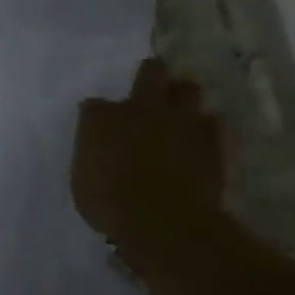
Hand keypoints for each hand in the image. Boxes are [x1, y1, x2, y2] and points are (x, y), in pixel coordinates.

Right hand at [71, 57, 225, 260]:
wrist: (164, 222)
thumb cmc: (110, 207)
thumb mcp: (83, 184)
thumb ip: (92, 160)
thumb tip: (100, 158)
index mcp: (99, 118)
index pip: (94, 105)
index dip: (99, 118)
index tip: (101, 132)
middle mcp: (138, 109)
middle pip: (150, 72)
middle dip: (151, 76)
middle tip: (150, 90)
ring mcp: (177, 121)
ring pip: (188, 89)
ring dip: (183, 98)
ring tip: (180, 112)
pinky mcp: (210, 140)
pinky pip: (212, 123)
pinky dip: (206, 129)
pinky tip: (200, 140)